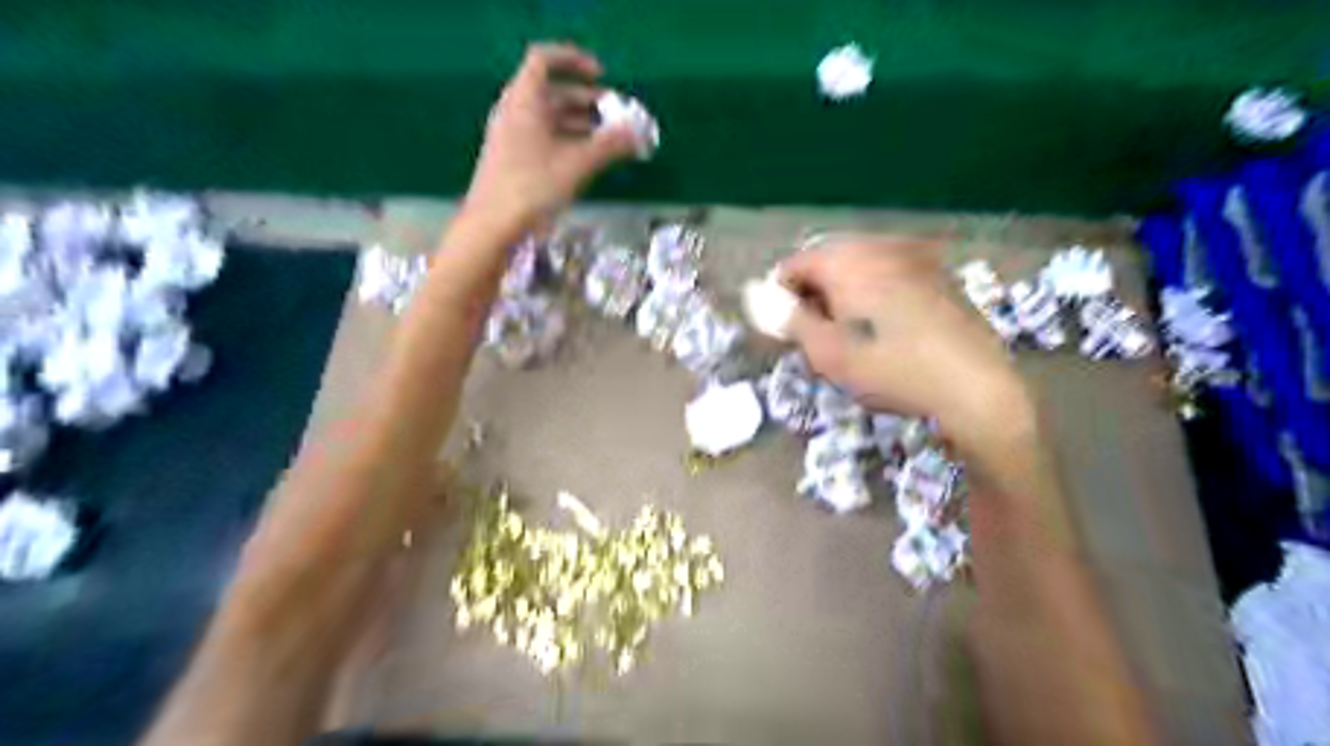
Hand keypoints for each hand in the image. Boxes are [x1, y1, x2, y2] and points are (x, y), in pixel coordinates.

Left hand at [464, 43, 637, 229]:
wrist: (492, 226)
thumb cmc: (532, 188)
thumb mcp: (577, 164)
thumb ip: (610, 145)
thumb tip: (638, 133)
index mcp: (524, 100)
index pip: (545, 60)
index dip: (574, 61)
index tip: (603, 76)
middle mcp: (515, 112)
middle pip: (552, 92)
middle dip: (588, 100)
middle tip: (616, 116)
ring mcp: (512, 137)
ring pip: (550, 118)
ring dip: (581, 124)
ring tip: (610, 140)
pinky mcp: (513, 160)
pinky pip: (544, 138)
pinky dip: (568, 141)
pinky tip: (587, 159)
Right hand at [780, 236, 1026, 439]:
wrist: (975, 386)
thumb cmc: (890, 368)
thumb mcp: (826, 352)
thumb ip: (788, 319)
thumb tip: (758, 294)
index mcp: (847, 259)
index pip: (794, 264)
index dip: (780, 297)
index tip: (783, 332)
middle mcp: (880, 246)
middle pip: (828, 263)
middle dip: (813, 297)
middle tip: (814, 339)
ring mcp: (915, 257)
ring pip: (860, 271)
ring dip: (843, 298)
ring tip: (848, 338)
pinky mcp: (940, 276)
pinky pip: (890, 278)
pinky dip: (875, 297)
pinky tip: (886, 332)